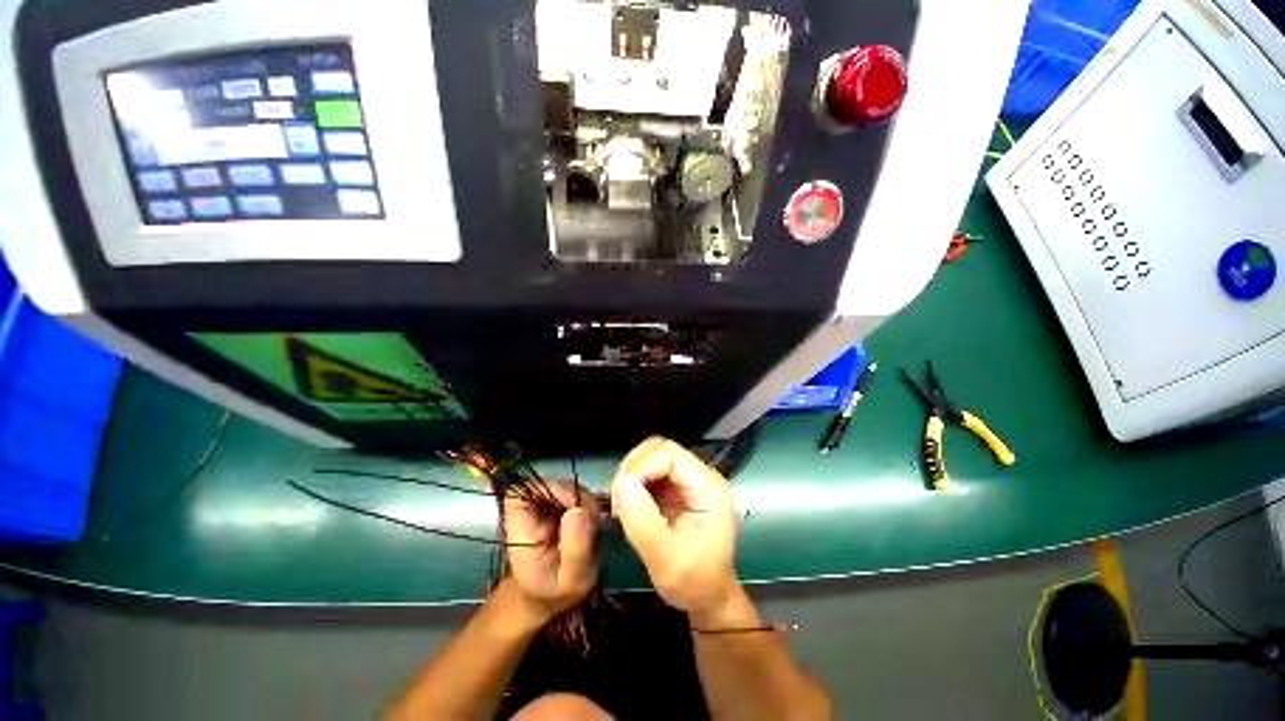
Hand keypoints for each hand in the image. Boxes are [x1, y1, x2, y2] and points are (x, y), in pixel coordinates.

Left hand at [502, 481, 599, 623]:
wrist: (547, 596)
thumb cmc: (555, 593)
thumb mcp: (571, 580)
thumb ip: (576, 548)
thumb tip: (581, 509)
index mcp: (521, 529)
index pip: (520, 493)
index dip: (546, 489)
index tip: (573, 504)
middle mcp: (530, 512)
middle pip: (551, 485)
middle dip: (576, 497)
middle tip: (591, 522)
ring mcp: (544, 506)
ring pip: (566, 487)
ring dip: (585, 502)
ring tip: (591, 529)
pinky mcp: (557, 505)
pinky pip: (574, 494)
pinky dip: (586, 505)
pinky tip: (590, 525)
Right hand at [611, 437, 740, 617]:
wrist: (708, 596)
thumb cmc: (693, 581)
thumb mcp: (664, 558)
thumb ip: (642, 519)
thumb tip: (621, 481)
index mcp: (708, 487)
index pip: (670, 454)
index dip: (642, 467)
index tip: (622, 497)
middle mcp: (702, 475)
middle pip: (662, 448)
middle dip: (634, 467)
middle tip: (618, 499)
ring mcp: (691, 479)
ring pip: (654, 456)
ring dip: (633, 474)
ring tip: (623, 504)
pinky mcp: (679, 486)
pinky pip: (652, 471)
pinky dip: (636, 482)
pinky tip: (630, 505)